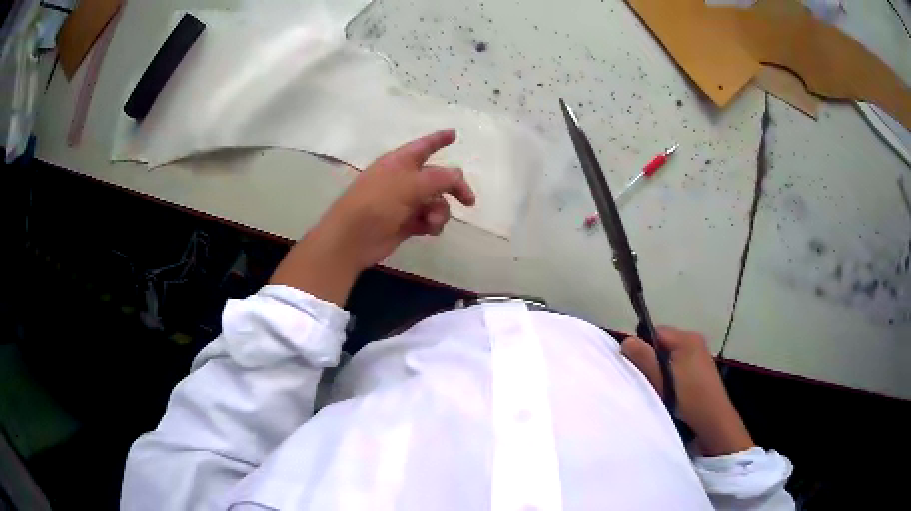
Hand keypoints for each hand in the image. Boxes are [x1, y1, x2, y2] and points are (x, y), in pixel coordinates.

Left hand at [320, 129, 475, 269]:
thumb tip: (457, 175)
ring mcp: (403, 202)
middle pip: (436, 177)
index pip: (423, 146)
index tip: (455, 134)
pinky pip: (427, 219)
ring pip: (434, 201)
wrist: (352, 238)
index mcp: (399, 162)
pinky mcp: (404, 223)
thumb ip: (438, 178)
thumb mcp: (409, 185)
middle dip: (453, 187)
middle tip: (469, 200)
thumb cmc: (376, 203)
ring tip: (432, 221)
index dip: (439, 139)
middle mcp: (402, 179)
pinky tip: (429, 230)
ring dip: (439, 211)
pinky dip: (431, 224)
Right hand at [621, 327, 754, 455]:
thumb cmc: (688, 399)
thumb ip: (644, 359)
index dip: (642, 347)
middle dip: (652, 358)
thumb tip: (626, 341)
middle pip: (664, 343)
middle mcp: (696, 340)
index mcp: (687, 339)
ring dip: (662, 367)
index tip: (635, 367)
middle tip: (647, 380)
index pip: (656, 332)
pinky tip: (672, 390)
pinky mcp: (703, 367)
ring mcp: (701, 354)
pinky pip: (681, 362)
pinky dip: (673, 372)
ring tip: (659, 387)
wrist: (714, 420)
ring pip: (672, 354)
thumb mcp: (661, 380)